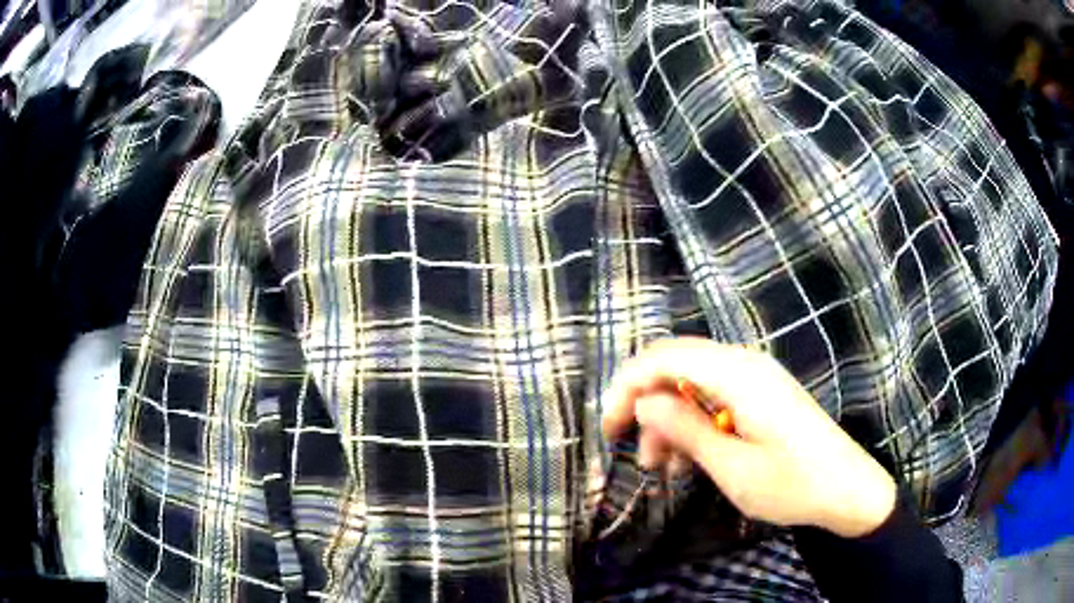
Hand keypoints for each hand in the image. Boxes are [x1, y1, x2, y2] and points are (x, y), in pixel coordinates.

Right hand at [602, 338, 896, 537]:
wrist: (848, 490)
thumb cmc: (793, 484)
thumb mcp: (732, 467)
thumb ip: (685, 429)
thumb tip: (643, 402)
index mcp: (739, 375)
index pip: (666, 357)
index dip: (629, 385)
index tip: (609, 426)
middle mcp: (745, 364)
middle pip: (676, 364)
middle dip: (645, 402)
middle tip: (628, 446)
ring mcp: (756, 378)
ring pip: (692, 382)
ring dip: (668, 418)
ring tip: (658, 467)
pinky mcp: (762, 395)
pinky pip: (714, 396)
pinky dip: (693, 422)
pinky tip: (687, 458)